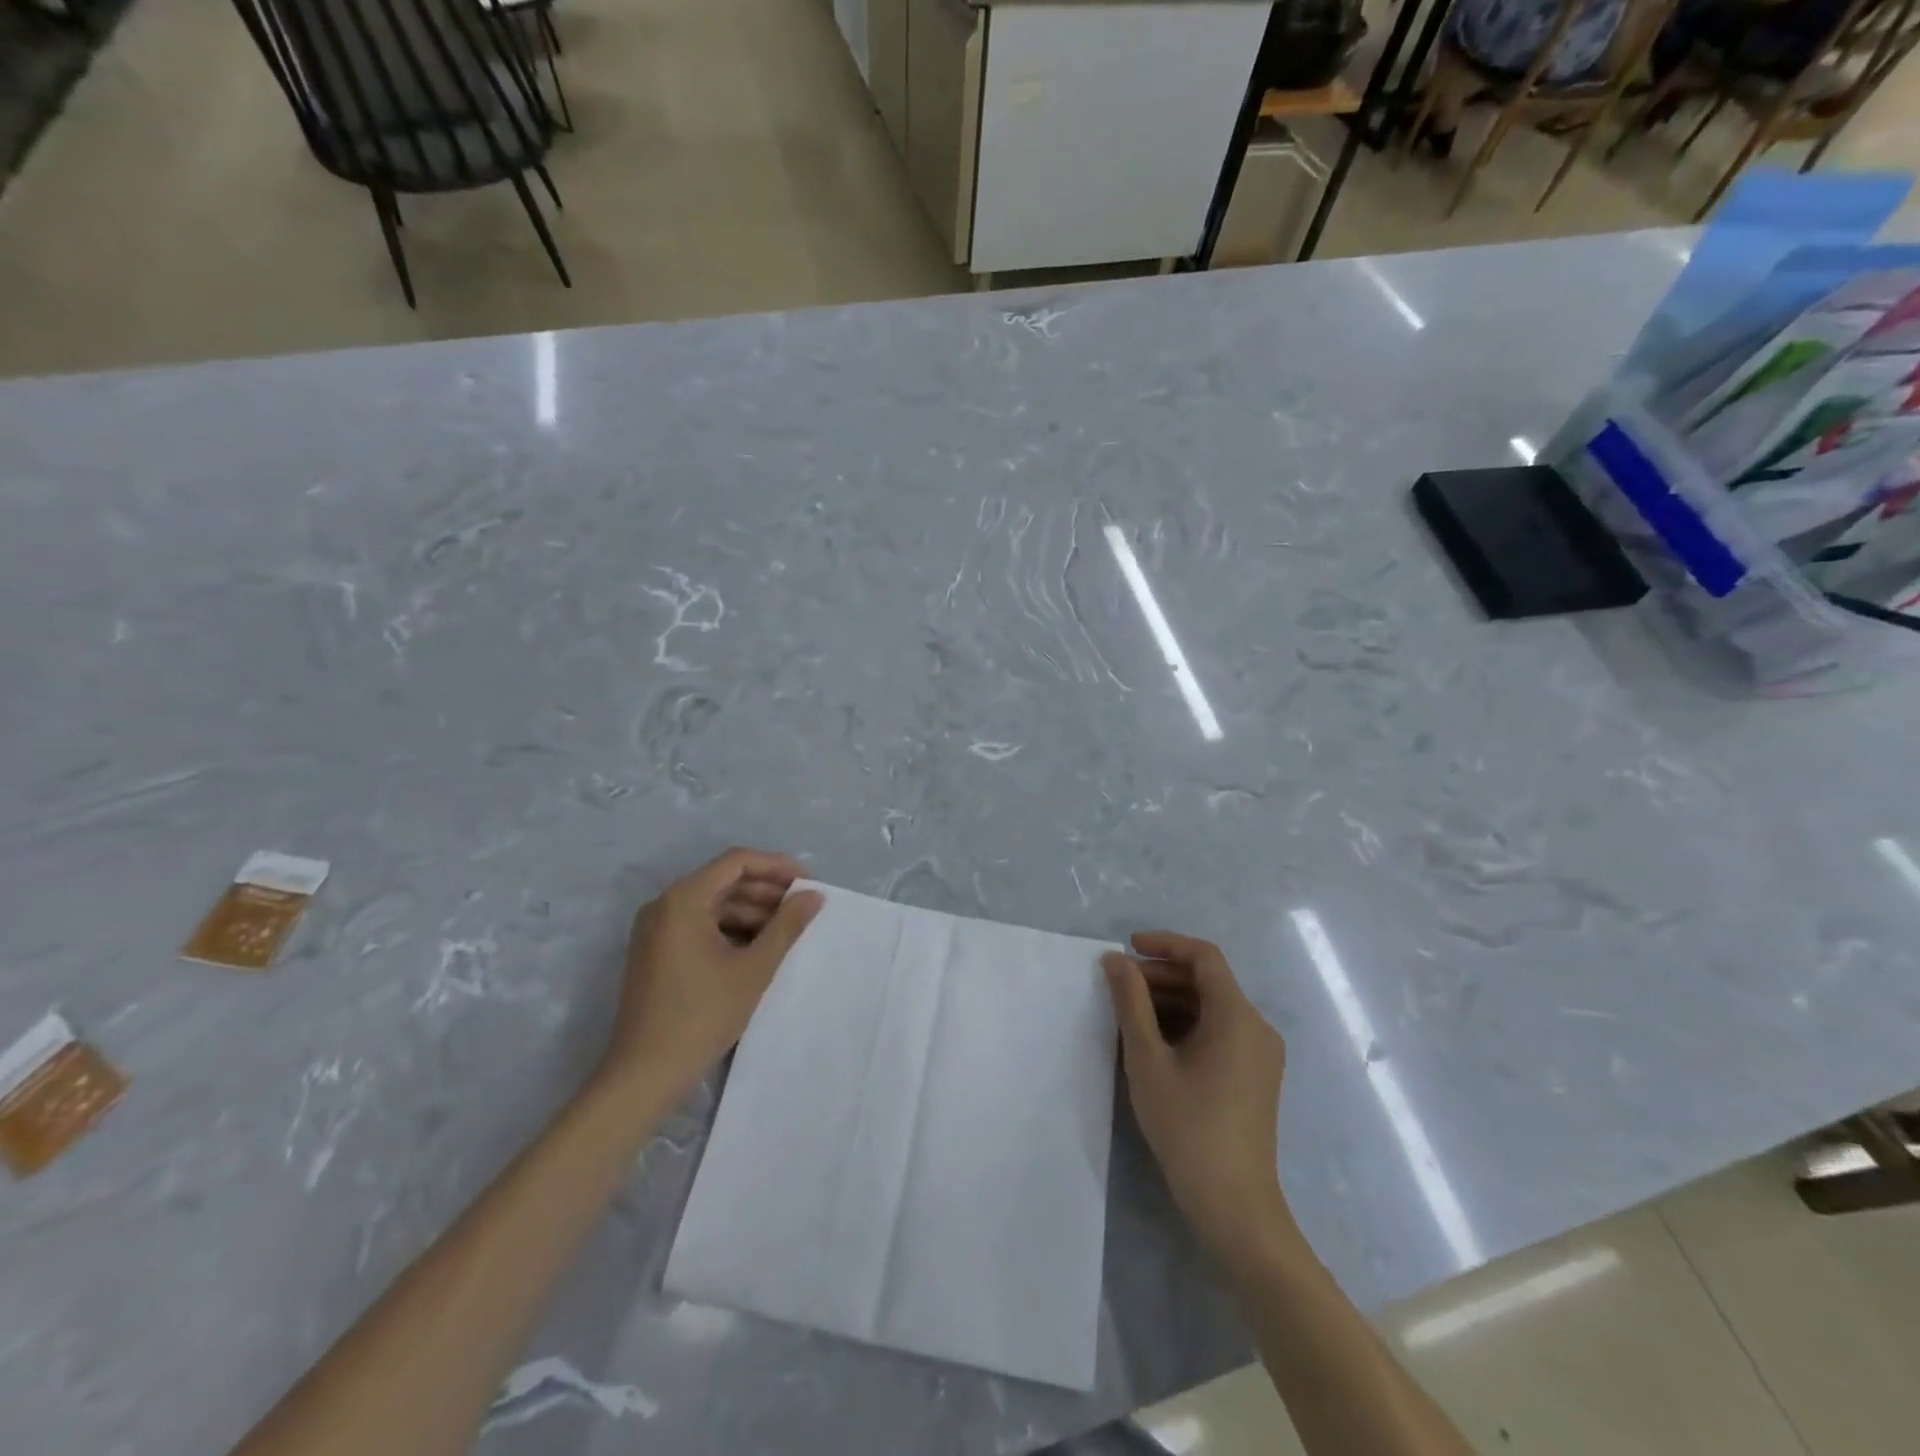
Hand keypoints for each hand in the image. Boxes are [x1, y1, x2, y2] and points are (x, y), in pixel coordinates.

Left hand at [603, 849, 822, 1103]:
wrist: (644, 1075)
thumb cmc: (702, 1015)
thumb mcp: (754, 968)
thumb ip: (787, 926)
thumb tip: (813, 896)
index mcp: (683, 899)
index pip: (736, 862)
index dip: (777, 867)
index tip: (808, 884)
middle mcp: (664, 905)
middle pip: (724, 881)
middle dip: (766, 891)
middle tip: (803, 909)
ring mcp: (656, 930)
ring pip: (713, 904)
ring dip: (751, 912)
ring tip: (787, 931)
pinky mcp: (656, 952)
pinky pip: (699, 925)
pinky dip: (731, 930)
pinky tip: (758, 949)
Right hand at [1103, 931, 1290, 1266]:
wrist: (1234, 1205)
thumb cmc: (1187, 1126)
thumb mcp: (1148, 1059)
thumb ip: (1131, 1002)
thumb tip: (1115, 960)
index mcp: (1237, 1016)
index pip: (1204, 956)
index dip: (1165, 944)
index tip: (1127, 947)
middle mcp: (1256, 1027)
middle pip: (1208, 980)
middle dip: (1162, 975)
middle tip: (1119, 986)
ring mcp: (1260, 1054)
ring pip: (1212, 1006)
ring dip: (1172, 1000)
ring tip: (1130, 1013)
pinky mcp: (1255, 1076)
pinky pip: (1220, 1031)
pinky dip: (1187, 1024)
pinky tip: (1155, 1042)